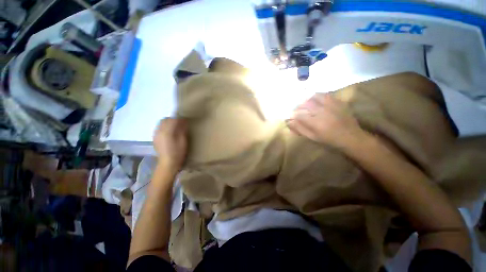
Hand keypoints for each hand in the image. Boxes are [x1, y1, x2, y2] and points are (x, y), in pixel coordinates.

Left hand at [153, 118, 187, 170]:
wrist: (168, 163)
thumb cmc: (178, 152)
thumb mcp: (183, 141)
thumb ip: (182, 130)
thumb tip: (183, 122)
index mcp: (167, 131)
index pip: (172, 120)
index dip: (180, 119)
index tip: (186, 121)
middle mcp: (159, 131)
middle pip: (165, 120)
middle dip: (173, 119)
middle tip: (180, 123)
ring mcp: (155, 135)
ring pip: (161, 123)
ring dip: (168, 122)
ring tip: (175, 127)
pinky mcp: (155, 138)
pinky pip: (159, 128)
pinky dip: (164, 127)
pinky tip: (169, 132)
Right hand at [286, 93, 366, 148]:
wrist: (351, 137)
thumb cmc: (329, 139)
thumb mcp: (312, 137)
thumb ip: (300, 129)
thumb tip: (289, 122)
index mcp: (316, 123)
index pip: (299, 114)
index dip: (293, 114)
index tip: (291, 116)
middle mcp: (323, 111)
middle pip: (306, 104)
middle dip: (299, 106)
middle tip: (298, 110)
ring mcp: (331, 105)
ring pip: (315, 96)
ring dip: (307, 99)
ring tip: (306, 104)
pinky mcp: (338, 102)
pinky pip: (325, 95)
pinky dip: (317, 96)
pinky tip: (316, 100)